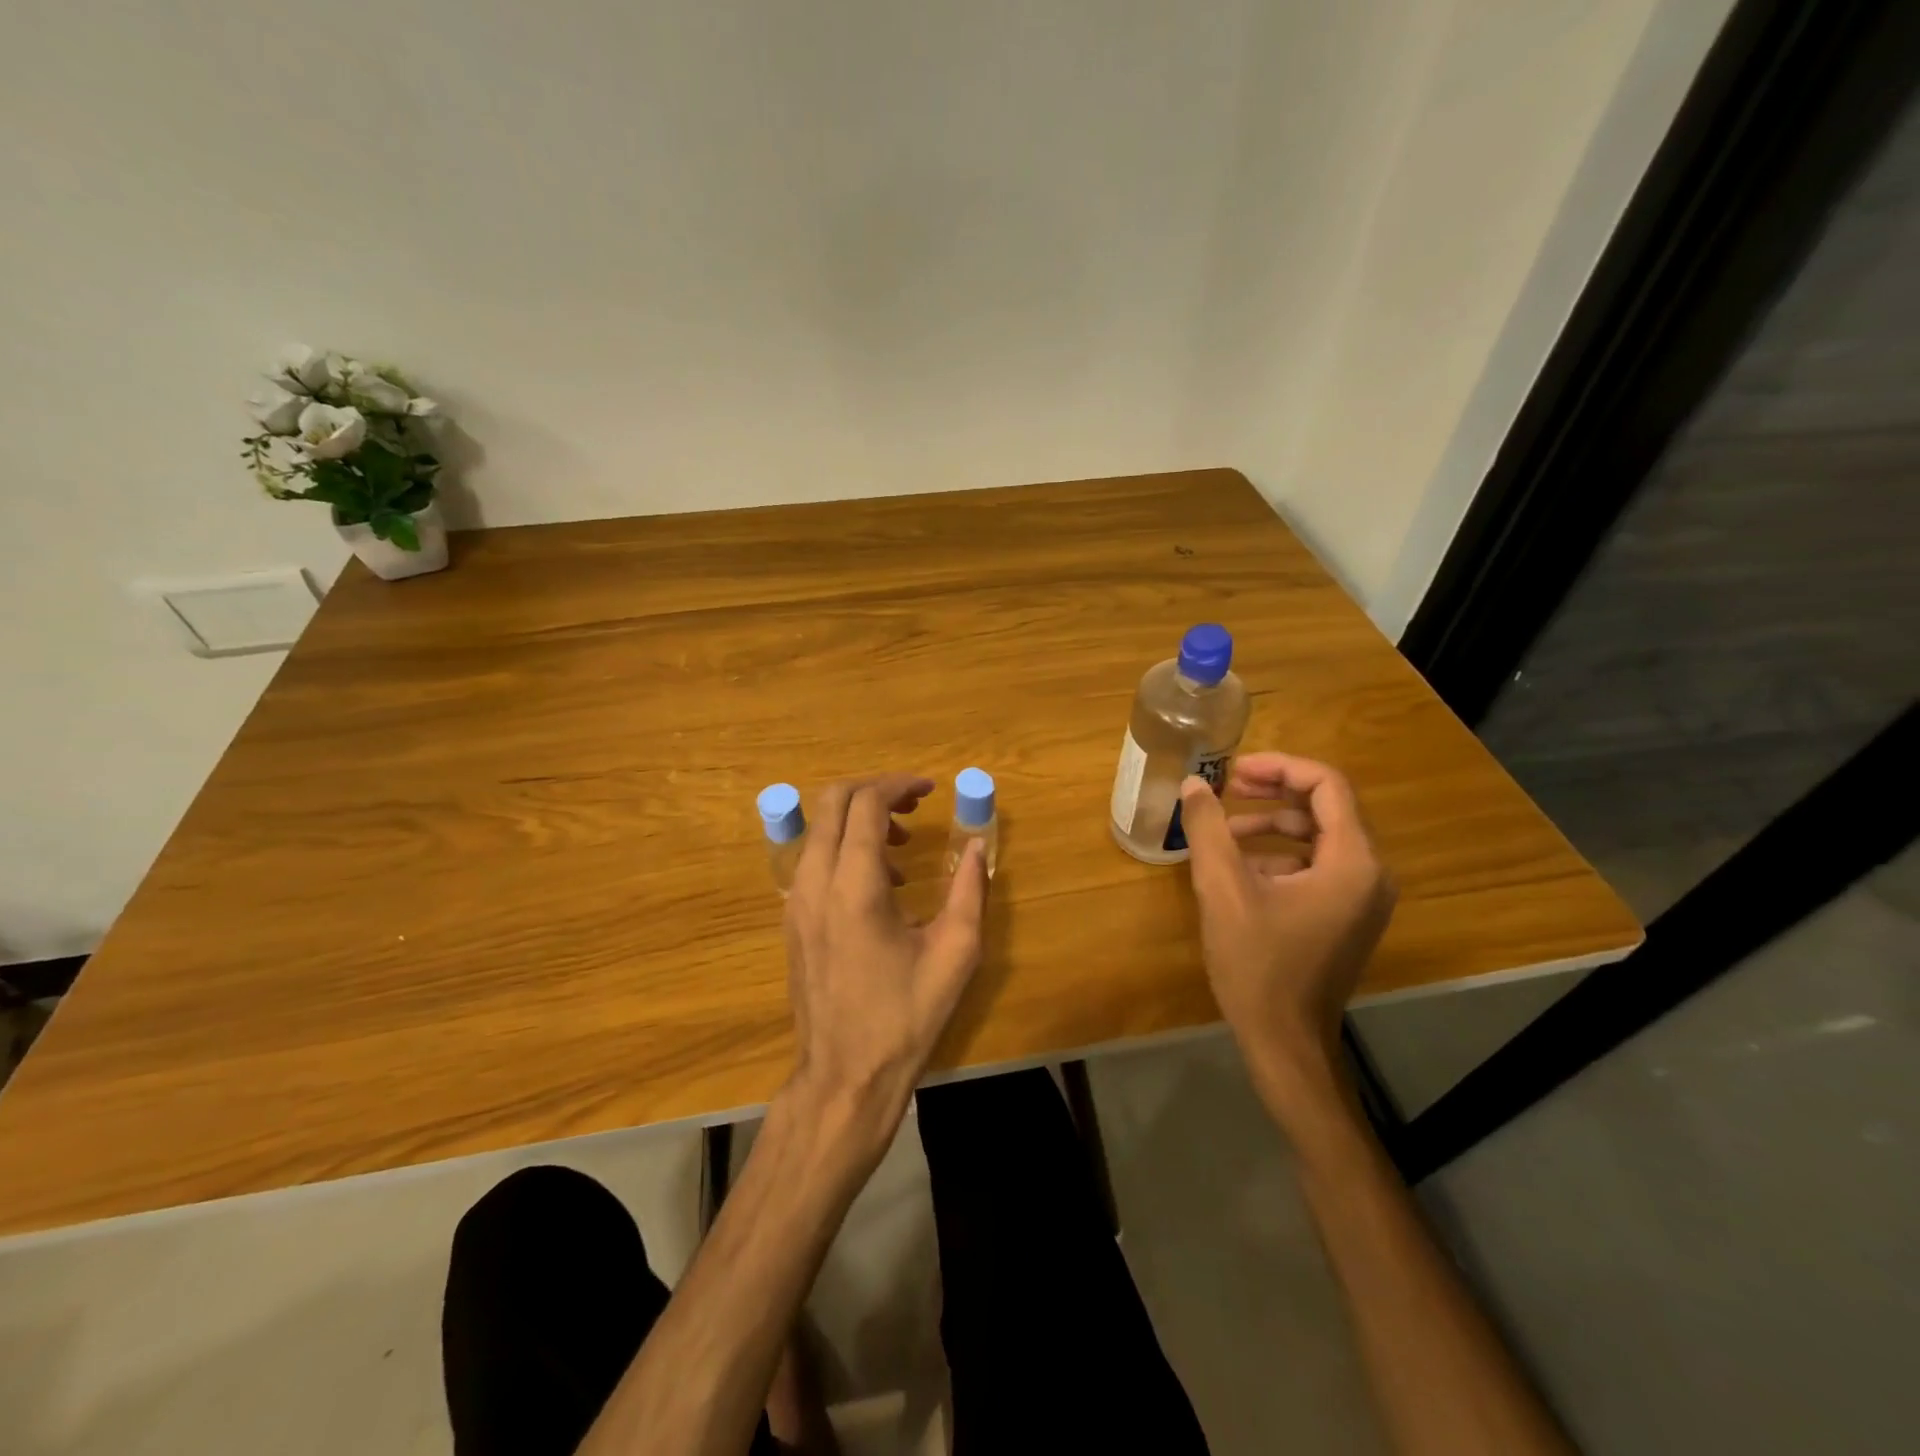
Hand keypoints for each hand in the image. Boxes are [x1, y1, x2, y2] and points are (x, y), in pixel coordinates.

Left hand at [782, 775, 989, 1155]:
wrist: (844, 1075)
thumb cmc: (905, 1017)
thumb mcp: (955, 953)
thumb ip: (969, 890)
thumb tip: (977, 846)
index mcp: (855, 887)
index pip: (866, 804)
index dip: (899, 785)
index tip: (930, 789)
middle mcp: (815, 883)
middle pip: (831, 802)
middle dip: (874, 790)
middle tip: (913, 805)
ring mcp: (796, 902)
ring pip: (819, 829)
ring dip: (859, 820)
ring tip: (903, 847)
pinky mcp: (792, 920)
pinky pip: (814, 860)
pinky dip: (844, 848)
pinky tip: (881, 884)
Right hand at [1178, 754, 1394, 1104]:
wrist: (1284, 1041)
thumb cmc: (1257, 963)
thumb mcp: (1223, 889)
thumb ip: (1208, 828)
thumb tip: (1193, 784)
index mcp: (1352, 862)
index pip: (1327, 785)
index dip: (1280, 767)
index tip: (1234, 770)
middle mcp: (1370, 873)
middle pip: (1325, 807)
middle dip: (1273, 791)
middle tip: (1226, 787)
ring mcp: (1361, 897)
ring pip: (1317, 836)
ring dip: (1270, 823)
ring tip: (1221, 831)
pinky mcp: (1345, 915)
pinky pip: (1315, 865)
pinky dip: (1278, 854)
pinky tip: (1236, 867)